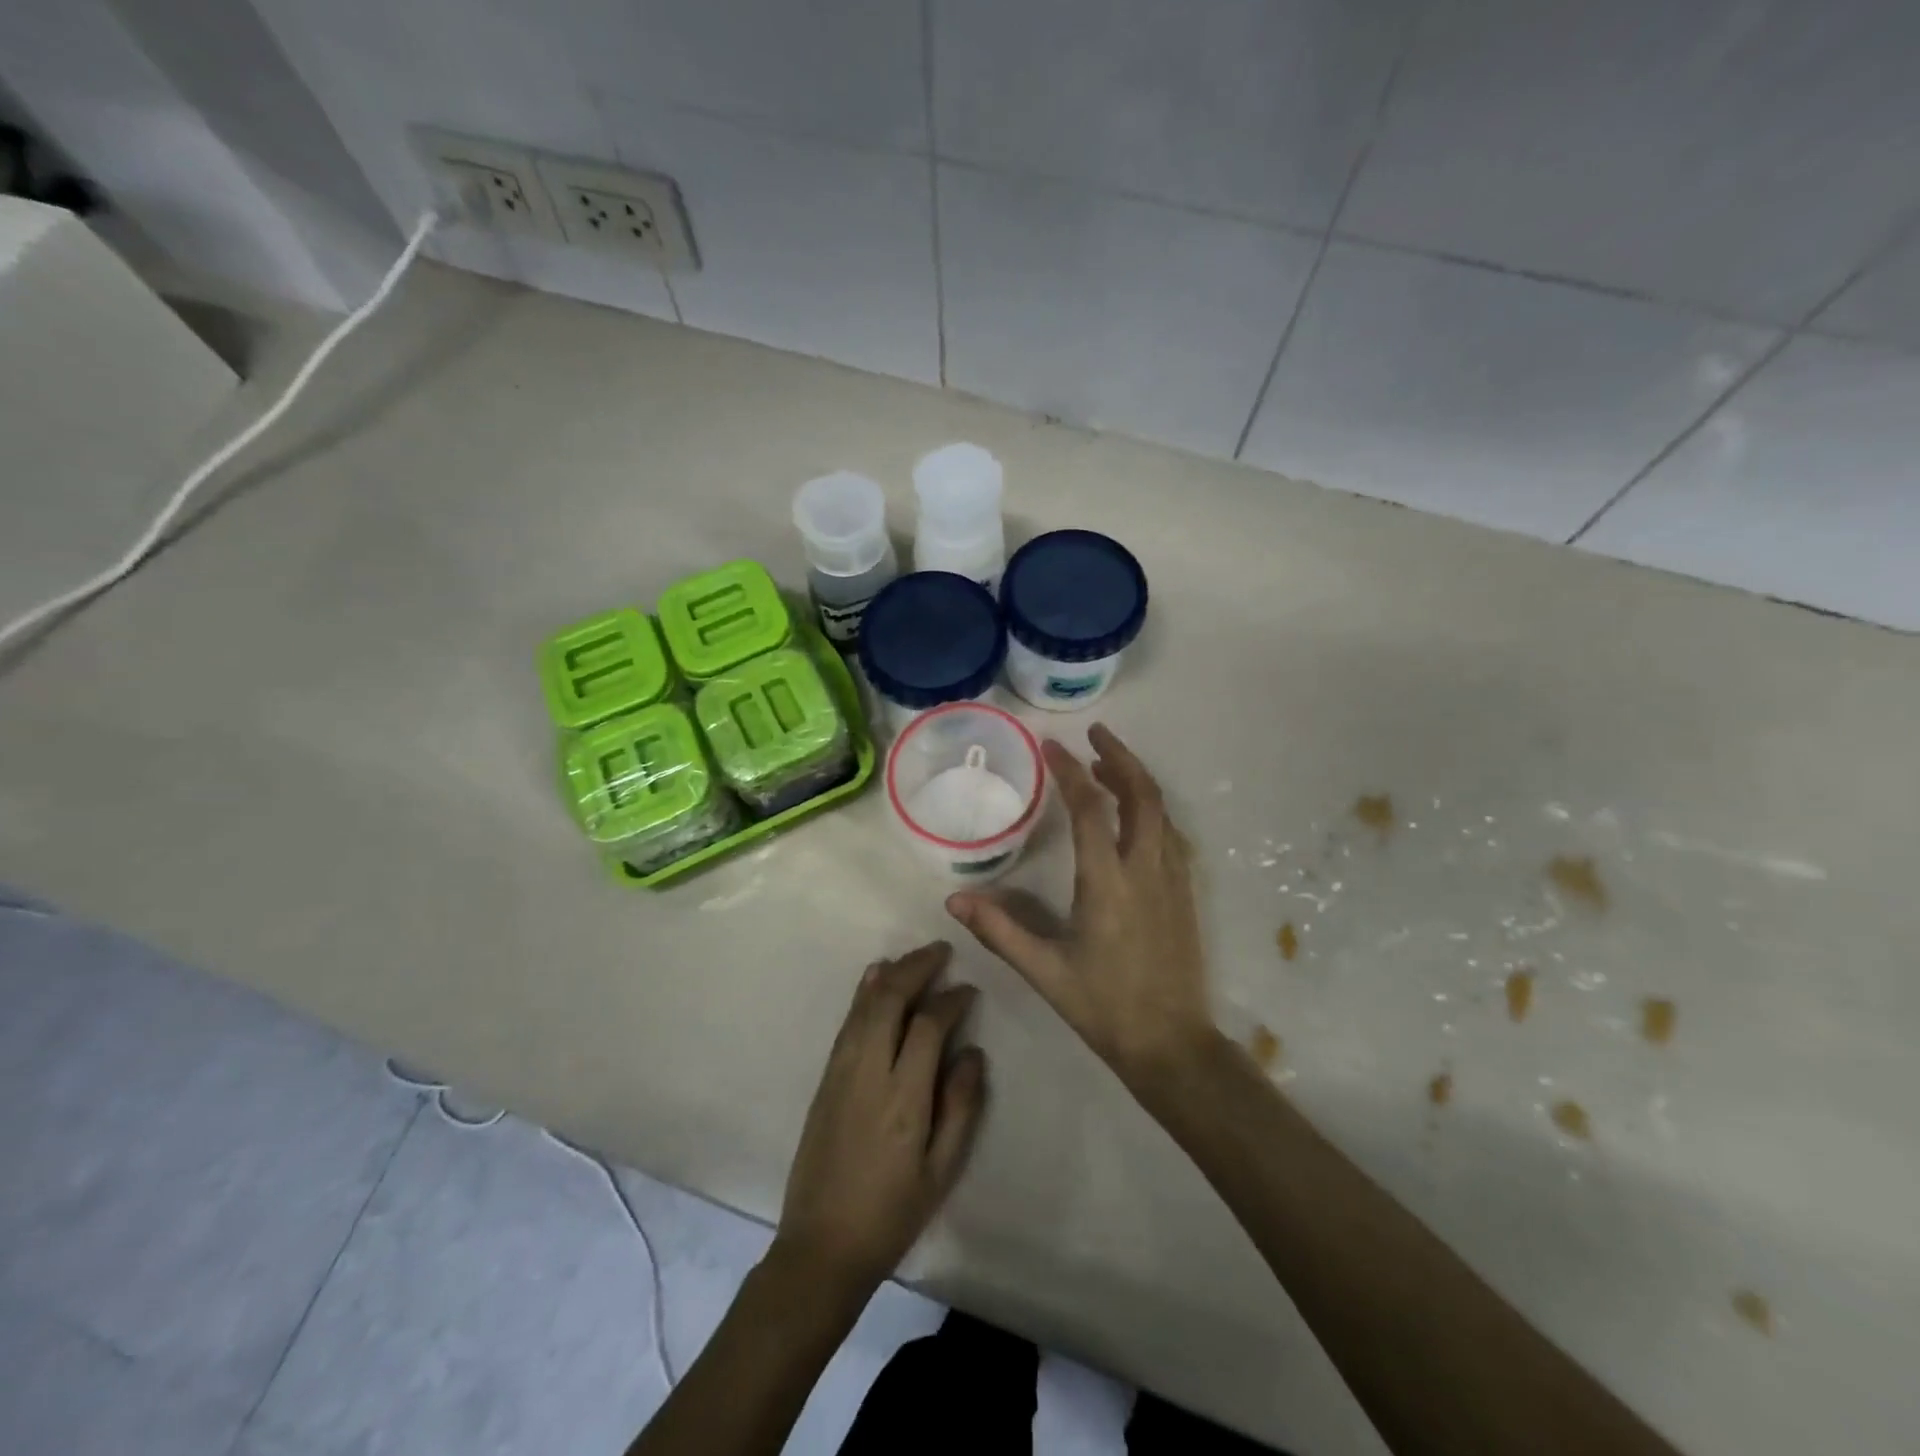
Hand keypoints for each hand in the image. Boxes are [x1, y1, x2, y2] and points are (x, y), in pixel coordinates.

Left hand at [773, 942, 986, 1299]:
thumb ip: (961, 1107)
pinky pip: (848, 1022)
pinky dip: (864, 992)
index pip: (928, 1026)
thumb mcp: (941, 1171)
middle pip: (890, 1000)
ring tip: (916, 957)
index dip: (951, 1000)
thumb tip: (972, 1051)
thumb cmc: (892, 1213)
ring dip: (891, 973)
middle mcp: (868, 1072)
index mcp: (903, 1098)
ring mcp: (841, 1072)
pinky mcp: (825, 1078)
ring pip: (865, 1005)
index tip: (968, 990)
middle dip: (917, 967)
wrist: (821, 1247)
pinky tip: (875, 976)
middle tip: (941, 951)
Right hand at [947, 724, 1215, 1090]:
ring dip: (1136, 780)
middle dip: (1120, 756)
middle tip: (1096, 733)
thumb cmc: (1104, 1007)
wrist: (1173, 1045)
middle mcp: (1146, 870)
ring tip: (1107, 766)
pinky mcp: (1185, 894)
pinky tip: (1133, 816)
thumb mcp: (1044, 971)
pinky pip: (1171, 834)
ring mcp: (1172, 880)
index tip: (1051, 746)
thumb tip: (954, 900)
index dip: (1070, 771)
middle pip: (1142, 794)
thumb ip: (1000, 931)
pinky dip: (1151, 810)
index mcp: (1108, 883)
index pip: (1090, 809)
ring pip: (1162, 811)